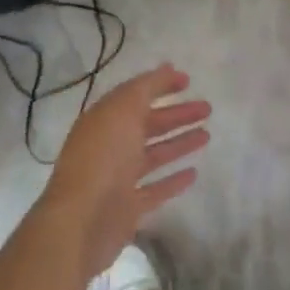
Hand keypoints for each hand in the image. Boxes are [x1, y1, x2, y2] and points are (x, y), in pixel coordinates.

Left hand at [38, 63, 211, 277]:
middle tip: (207, 108)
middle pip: (148, 125)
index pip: (135, 96)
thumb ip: (146, 88)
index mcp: (104, 120)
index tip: (188, 81)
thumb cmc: (103, 158)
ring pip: (154, 155)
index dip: (160, 86)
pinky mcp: (129, 207)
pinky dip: (173, 180)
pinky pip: (155, 189)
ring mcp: (118, 178)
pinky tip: (194, 173)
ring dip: (179, 143)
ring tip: (207, 135)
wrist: (82, 221)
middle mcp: (110, 146)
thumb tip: (167, 68)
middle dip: (177, 115)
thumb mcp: (123, 110)